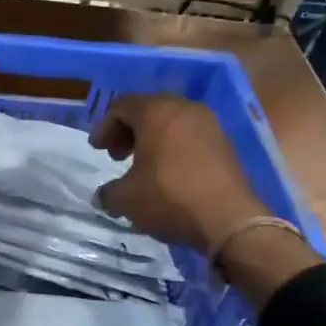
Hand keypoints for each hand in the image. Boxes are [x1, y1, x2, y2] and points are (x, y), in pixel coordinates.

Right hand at [90, 94, 264, 249]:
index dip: (104, 126)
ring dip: (152, 139)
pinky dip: (173, 147)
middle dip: (128, 130)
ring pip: (171, 122)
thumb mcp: (125, 198)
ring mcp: (209, 124)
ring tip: (142, 166)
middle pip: (148, 109)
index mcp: (157, 111)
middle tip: (116, 154)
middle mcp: (185, 109)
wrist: (229, 219)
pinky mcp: (225, 144)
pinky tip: (167, 173)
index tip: (97, 150)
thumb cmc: (169, 198)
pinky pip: (190, 136)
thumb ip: (108, 191)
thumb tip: (106, 194)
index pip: (122, 106)